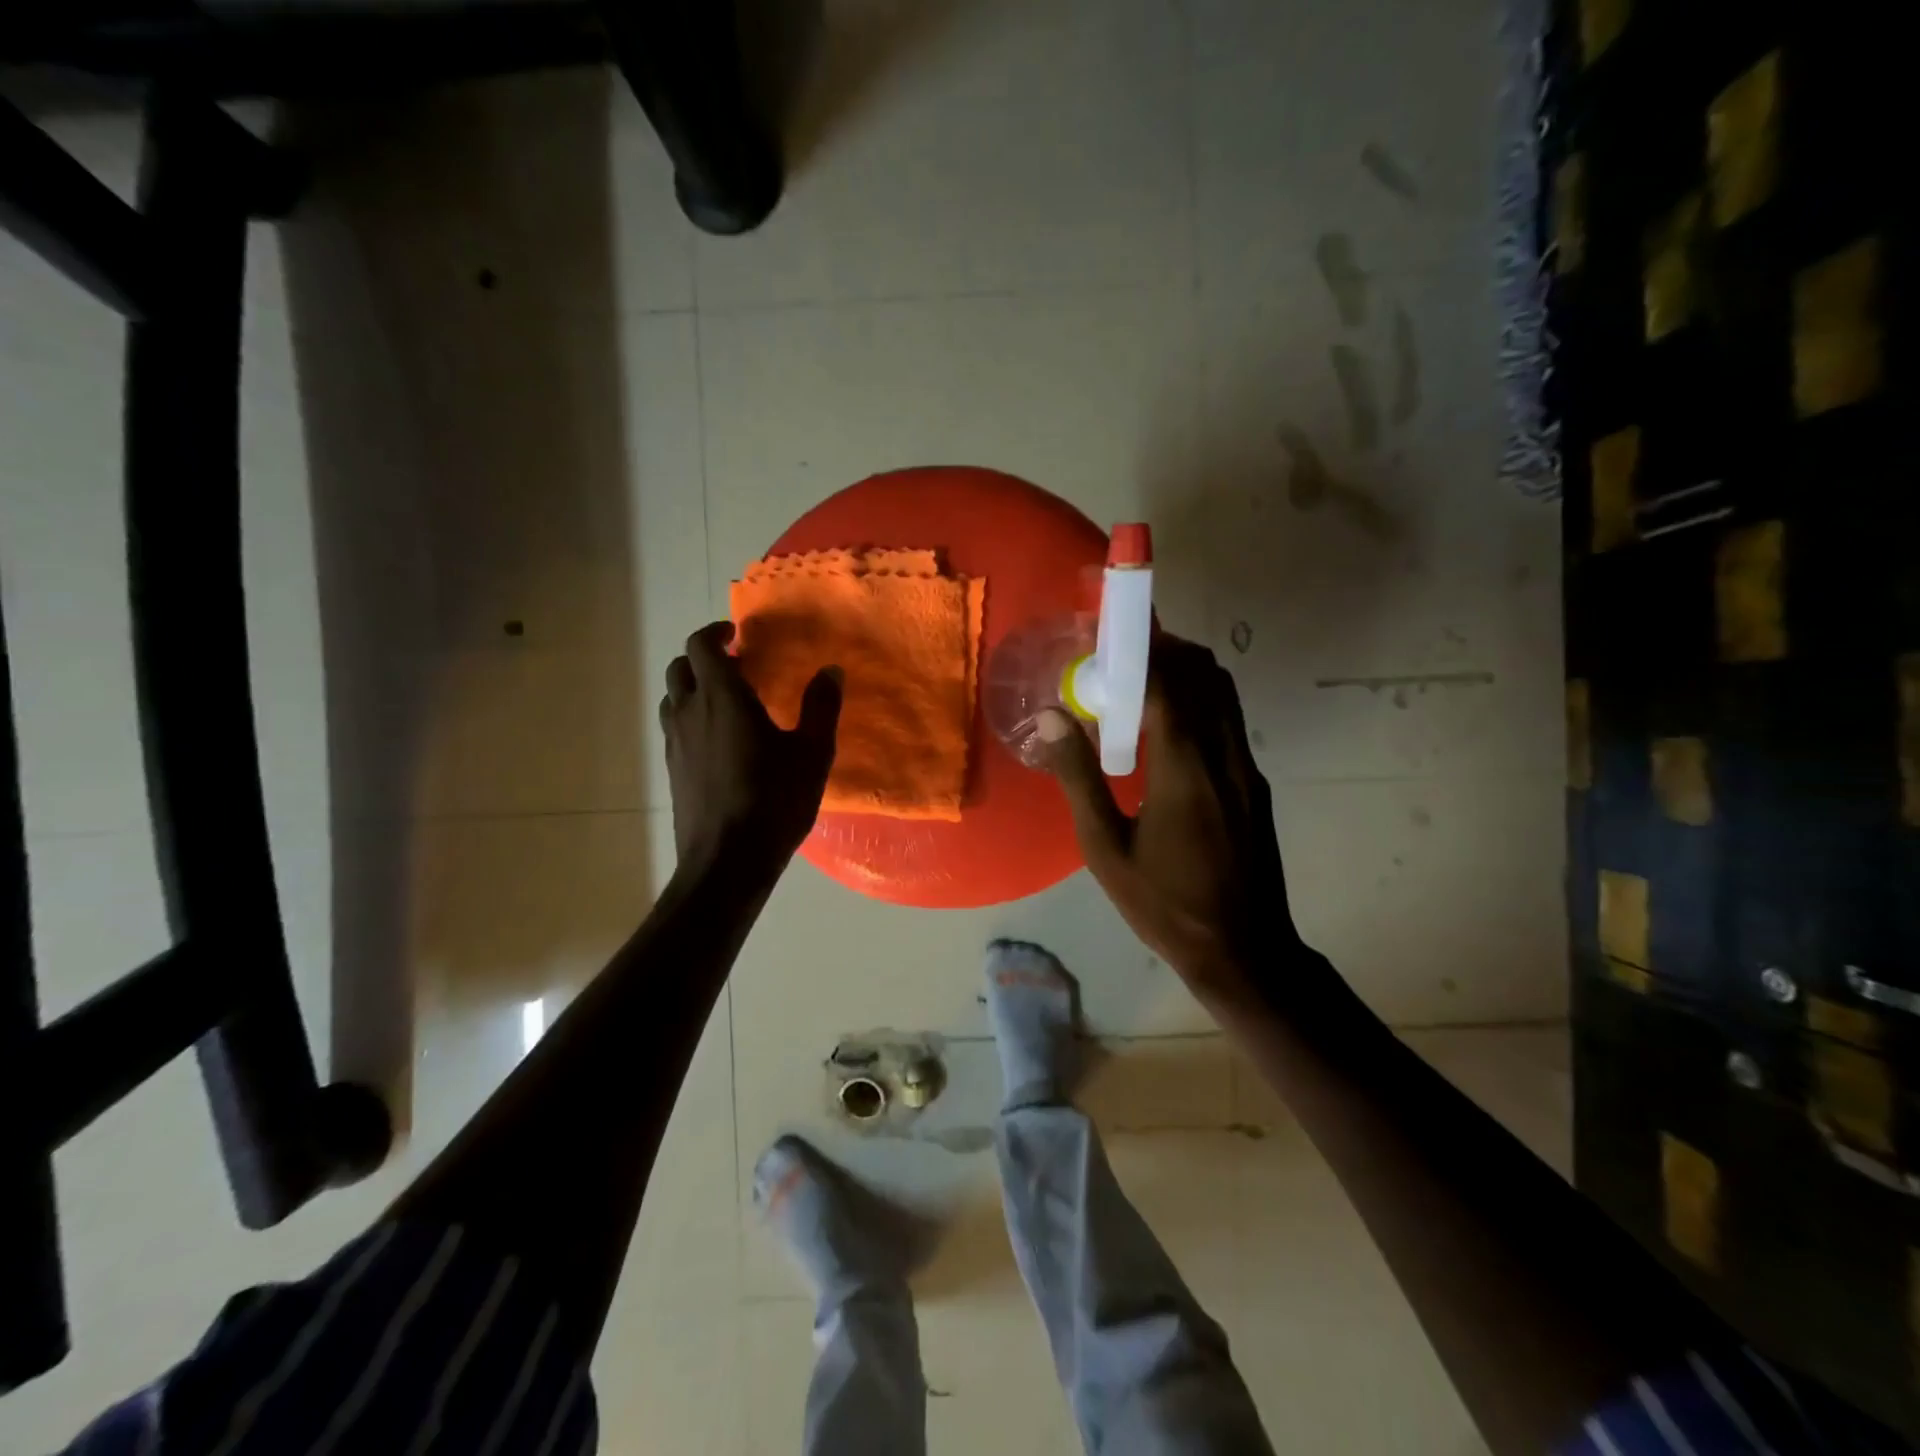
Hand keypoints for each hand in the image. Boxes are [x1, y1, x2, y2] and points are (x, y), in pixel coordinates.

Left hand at [661, 622, 841, 871]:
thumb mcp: (812, 753)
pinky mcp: (673, 770)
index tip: (738, 635)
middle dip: (704, 657)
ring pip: (673, 698)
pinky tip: (721, 741)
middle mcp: (689, 713)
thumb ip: (821, 707)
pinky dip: (692, 717)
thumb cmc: (774, 801)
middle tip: (737, 666)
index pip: (701, 646)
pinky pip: (675, 727)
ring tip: (727, 701)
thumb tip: (830, 670)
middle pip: (680, 667)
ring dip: (694, 687)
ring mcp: (675, 743)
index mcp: (722, 698)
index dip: (716, 633)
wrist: (727, 862)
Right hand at [1040, 633, 1306, 1004]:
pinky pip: (1230, 720)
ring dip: (1186, 673)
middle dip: (1165, 650)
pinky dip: (1201, 702)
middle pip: (1205, 674)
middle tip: (1122, 657)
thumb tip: (1053, 717)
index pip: (1168, 682)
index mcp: (1184, 767)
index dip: (1140, 649)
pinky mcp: (1254, 783)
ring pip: (1224, 693)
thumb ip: (1078, 778)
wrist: (1244, 950)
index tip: (1109, 635)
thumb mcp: (1105, 848)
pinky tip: (1168, 731)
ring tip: (1142, 684)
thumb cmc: (1165, 903)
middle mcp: (1224, 754)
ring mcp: (1246, 768)